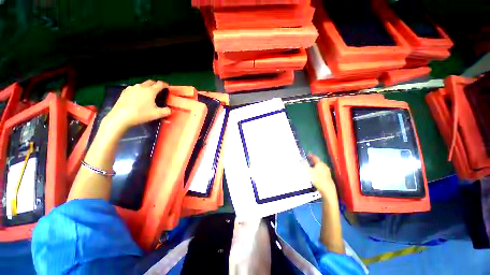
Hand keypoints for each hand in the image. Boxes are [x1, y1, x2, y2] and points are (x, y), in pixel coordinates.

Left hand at [104, 80, 170, 130]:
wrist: (121, 117)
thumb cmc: (141, 114)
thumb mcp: (157, 114)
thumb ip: (166, 111)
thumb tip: (170, 110)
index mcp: (150, 91)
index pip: (160, 84)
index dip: (165, 85)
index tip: (168, 87)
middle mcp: (141, 87)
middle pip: (150, 82)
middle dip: (156, 84)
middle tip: (159, 90)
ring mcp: (131, 88)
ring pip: (142, 85)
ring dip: (147, 87)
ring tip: (148, 94)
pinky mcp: (125, 92)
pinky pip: (134, 88)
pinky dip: (139, 90)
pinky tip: (138, 97)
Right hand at [307, 154, 337, 200]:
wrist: (327, 190)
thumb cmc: (317, 179)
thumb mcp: (308, 171)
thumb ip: (304, 165)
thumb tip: (300, 160)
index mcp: (320, 163)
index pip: (315, 157)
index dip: (310, 155)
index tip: (306, 155)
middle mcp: (324, 166)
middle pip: (318, 161)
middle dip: (312, 161)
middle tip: (307, 161)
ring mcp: (327, 171)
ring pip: (320, 166)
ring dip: (315, 166)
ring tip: (310, 167)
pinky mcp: (328, 177)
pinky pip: (321, 171)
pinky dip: (317, 170)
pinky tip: (315, 174)